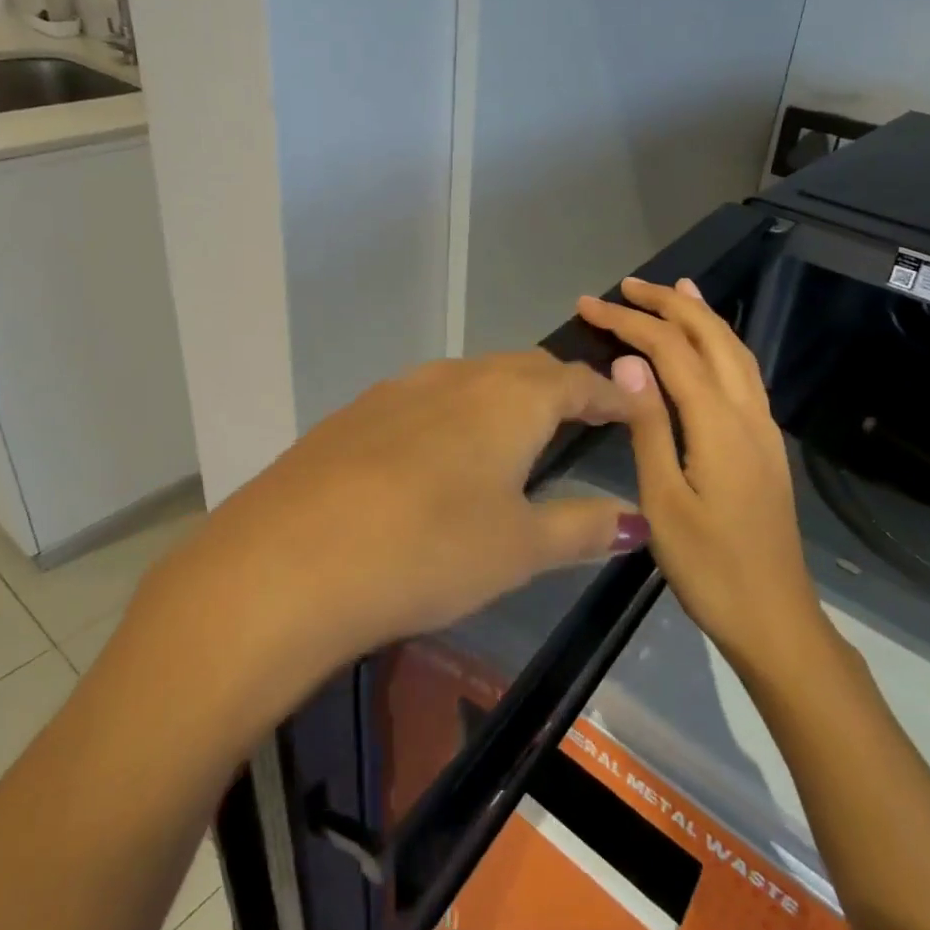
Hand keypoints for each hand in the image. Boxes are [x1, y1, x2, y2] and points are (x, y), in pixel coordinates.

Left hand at [196, 352, 647, 665]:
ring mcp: (399, 389)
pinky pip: (422, 399)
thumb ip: (582, 527)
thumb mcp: (520, 548)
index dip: (609, 395)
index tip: (632, 407)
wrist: (292, 559)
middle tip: (578, 417)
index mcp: (510, 399)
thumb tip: (637, 519)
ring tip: (511, 433)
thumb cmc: (430, 549)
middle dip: (558, 388)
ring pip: (469, 379)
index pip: (577, 382)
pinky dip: (451, 414)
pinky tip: (435, 454)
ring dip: (501, 397)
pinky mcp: (355, 411)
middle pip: (523, 370)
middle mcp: (458, 376)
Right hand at [577, 277, 824, 670]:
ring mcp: (763, 427)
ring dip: (700, 315)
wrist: (774, 617)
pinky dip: (720, 343)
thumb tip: (629, 361)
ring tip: (672, 290)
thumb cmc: (709, 567)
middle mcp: (747, 412)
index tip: (588, 306)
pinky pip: (743, 373)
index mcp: (718, 424)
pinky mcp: (765, 443)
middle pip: (711, 336)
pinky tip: (707, 346)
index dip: (629, 322)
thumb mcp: (663, 501)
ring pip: (734, 350)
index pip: (670, 350)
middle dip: (669, 303)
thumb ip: (648, 426)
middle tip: (627, 286)